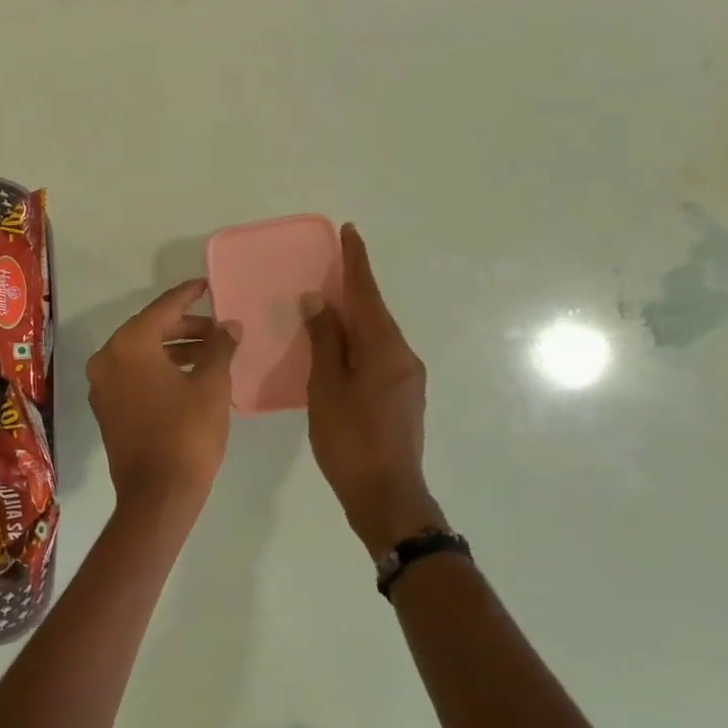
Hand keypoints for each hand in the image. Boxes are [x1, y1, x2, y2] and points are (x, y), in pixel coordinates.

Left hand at [88, 279, 237, 511]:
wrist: (157, 495)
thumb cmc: (187, 433)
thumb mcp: (211, 384)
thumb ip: (220, 347)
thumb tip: (229, 325)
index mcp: (128, 345)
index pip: (162, 308)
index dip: (188, 295)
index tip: (206, 285)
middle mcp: (107, 359)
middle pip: (149, 330)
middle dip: (185, 327)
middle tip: (219, 329)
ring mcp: (102, 386)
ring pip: (142, 355)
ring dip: (175, 350)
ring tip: (212, 353)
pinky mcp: (107, 409)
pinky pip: (134, 376)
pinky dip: (160, 370)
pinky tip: (190, 376)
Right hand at [303, 225, 447, 557]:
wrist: (387, 495)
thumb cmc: (350, 440)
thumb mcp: (327, 388)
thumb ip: (325, 342)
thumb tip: (320, 302)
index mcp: (385, 349)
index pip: (367, 295)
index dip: (356, 263)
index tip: (349, 232)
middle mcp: (403, 356)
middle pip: (375, 313)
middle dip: (354, 289)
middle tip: (329, 268)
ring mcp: (407, 378)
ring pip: (377, 336)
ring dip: (354, 318)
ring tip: (327, 308)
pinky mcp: (403, 397)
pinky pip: (378, 356)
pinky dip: (358, 343)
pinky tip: (339, 350)